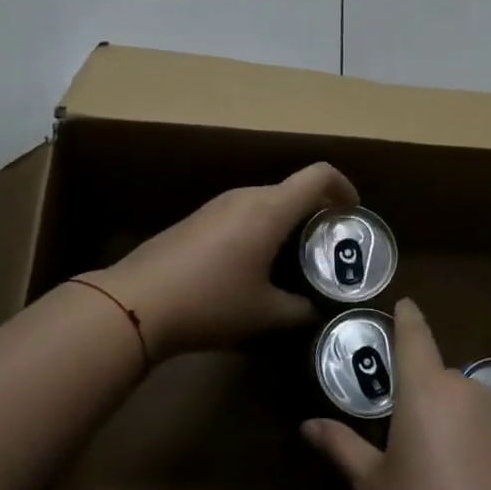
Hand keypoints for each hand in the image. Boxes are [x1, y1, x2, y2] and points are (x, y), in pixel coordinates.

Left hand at [83, 163, 357, 359]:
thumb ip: (299, 309)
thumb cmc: (211, 301)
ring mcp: (216, 205)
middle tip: (326, 246)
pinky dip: (259, 229)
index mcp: (270, 209)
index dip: (343, 187)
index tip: (353, 211)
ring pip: (264, 201)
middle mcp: (245, 196)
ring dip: (285, 221)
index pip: (318, 175)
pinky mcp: (196, 219)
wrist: (137, 302)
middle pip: (291, 189)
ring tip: (292, 259)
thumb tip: (314, 310)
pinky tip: (251, 265)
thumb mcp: (264, 313)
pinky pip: (240, 213)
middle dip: (315, 211)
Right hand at [302, 299, 490, 489]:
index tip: (402, 303)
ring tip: (425, 457)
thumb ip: (342, 447)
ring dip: (442, 413)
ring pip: (459, 399)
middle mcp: (465, 389)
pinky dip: (466, 433)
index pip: (414, 335)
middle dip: (416, 388)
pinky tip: (458, 475)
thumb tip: (308, 424)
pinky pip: (482, 423)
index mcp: (426, 389)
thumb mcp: (374, 488)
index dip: (406, 316)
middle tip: (393, 420)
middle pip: (435, 373)